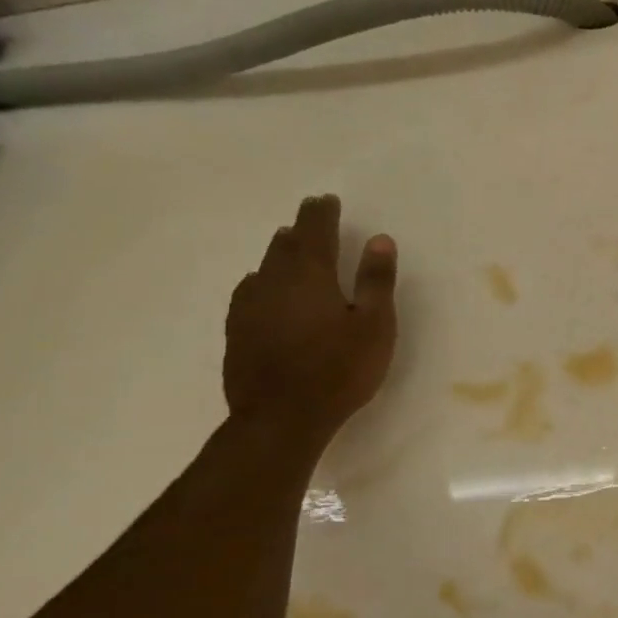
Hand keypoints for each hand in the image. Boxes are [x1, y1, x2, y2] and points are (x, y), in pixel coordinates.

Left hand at [223, 195, 397, 446]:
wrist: (281, 418)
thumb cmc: (339, 369)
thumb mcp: (374, 325)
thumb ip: (376, 281)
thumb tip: (379, 239)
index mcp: (311, 276)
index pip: (316, 232)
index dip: (322, 213)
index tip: (327, 199)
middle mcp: (275, 283)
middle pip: (286, 245)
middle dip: (301, 227)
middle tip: (311, 213)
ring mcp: (250, 307)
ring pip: (264, 266)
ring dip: (279, 250)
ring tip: (288, 242)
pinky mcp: (238, 332)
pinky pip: (248, 292)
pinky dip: (260, 280)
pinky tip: (260, 286)